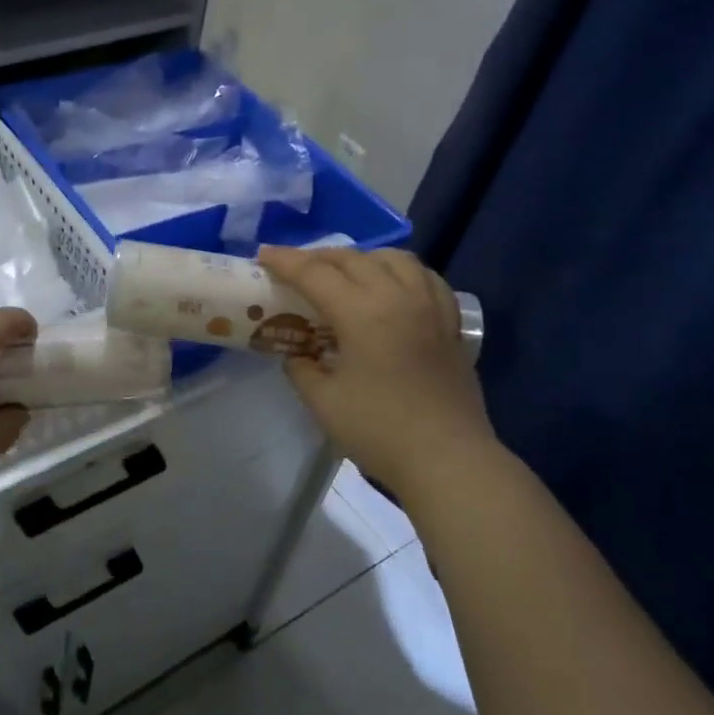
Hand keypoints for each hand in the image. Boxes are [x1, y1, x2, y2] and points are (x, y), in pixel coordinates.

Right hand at [258, 247, 497, 495]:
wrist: (447, 458)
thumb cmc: (379, 430)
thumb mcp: (323, 402)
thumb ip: (303, 370)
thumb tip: (298, 355)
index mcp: (362, 313)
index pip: (316, 274)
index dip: (285, 262)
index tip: (263, 255)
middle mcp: (398, 297)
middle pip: (354, 259)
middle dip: (319, 257)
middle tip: (296, 268)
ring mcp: (430, 307)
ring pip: (395, 259)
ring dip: (363, 258)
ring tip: (345, 273)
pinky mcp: (450, 324)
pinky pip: (426, 278)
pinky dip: (401, 272)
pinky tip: (392, 288)